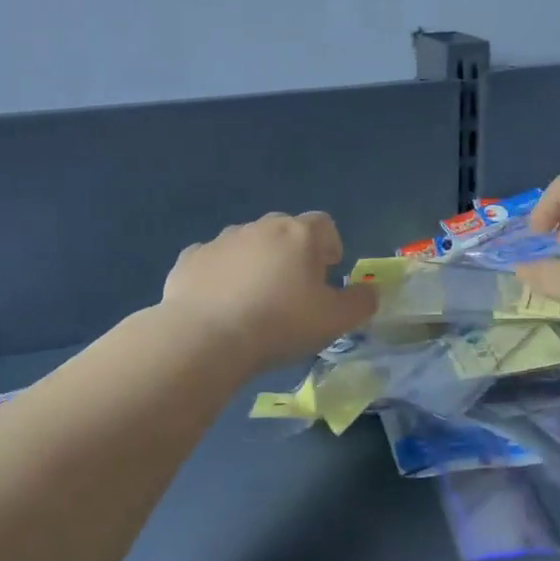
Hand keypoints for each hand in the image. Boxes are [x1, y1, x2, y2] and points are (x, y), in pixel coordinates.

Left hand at [161, 212, 377, 370]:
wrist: (206, 337)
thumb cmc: (280, 324)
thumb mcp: (335, 321)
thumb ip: (360, 303)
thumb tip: (370, 292)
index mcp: (299, 234)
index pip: (324, 224)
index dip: (329, 246)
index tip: (327, 274)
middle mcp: (260, 227)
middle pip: (284, 231)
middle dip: (291, 254)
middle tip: (293, 291)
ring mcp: (221, 240)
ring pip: (246, 244)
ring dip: (255, 263)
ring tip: (254, 301)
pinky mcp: (190, 258)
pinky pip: (212, 261)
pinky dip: (219, 275)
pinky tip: (219, 304)